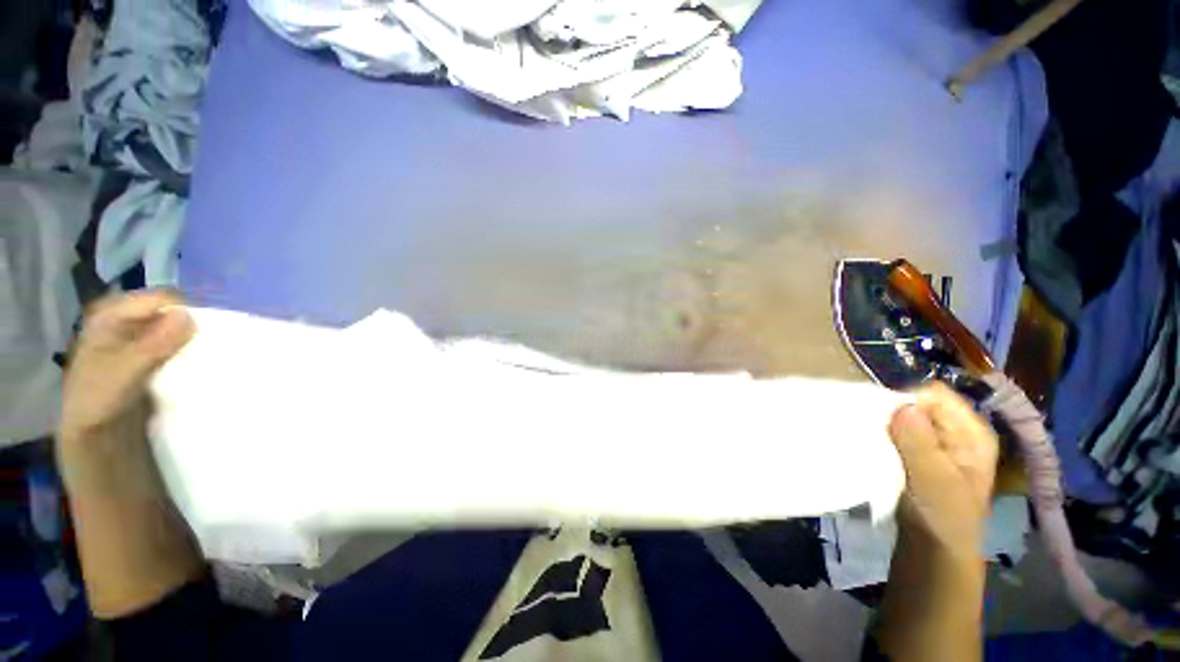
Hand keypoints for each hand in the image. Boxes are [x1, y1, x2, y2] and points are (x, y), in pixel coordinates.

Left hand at [59, 291, 193, 451]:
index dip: (185, 313)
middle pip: (168, 311)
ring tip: (203, 358)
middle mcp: (125, 319)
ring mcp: (136, 338)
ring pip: (174, 328)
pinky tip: (193, 366)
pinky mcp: (148, 357)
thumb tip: (190, 316)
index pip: (160, 300)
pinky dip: (187, 352)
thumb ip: (154, 343)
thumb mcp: (124, 372)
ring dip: (191, 341)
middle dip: (190, 326)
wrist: (94, 436)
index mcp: (111, 314)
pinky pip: (174, 345)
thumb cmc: (100, 401)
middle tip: (206, 348)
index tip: (203, 337)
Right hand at [888, 382, 998, 555]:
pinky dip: (881, 436)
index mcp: (972, 432)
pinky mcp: (916, 454)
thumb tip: (902, 405)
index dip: (907, 401)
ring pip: (902, 418)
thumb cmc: (944, 518)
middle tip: (876, 434)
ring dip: (884, 426)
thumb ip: (920, 443)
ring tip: (872, 442)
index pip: (935, 395)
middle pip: (917, 404)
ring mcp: (935, 443)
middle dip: (892, 413)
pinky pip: (895, 432)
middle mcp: (955, 431)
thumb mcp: (936, 482)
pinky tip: (873, 448)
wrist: (933, 552)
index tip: (884, 420)